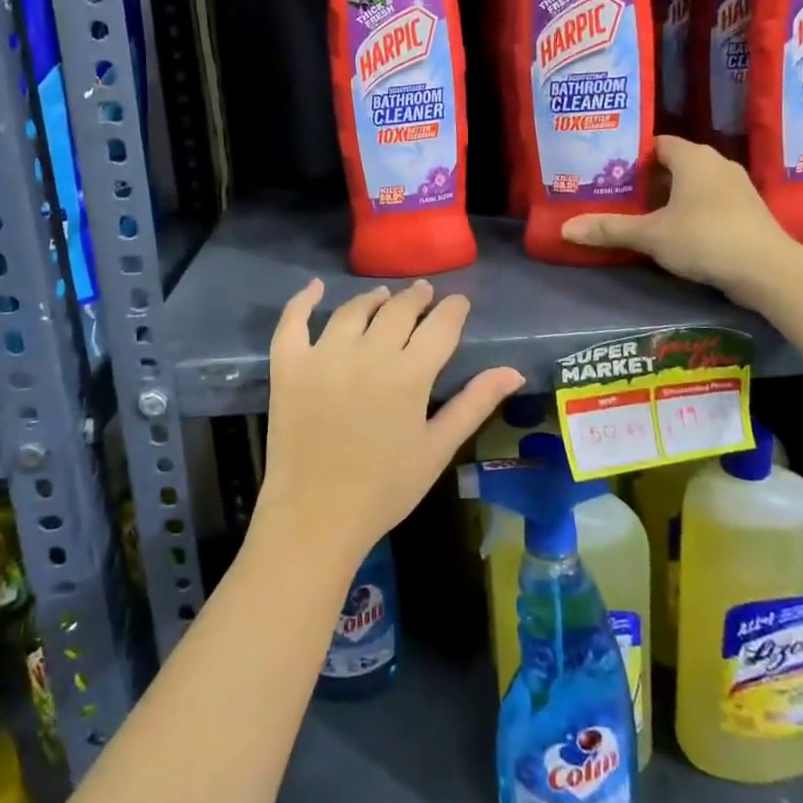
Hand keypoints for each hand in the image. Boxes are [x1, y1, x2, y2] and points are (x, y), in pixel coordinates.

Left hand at [255, 280, 524, 569]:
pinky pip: (293, 321)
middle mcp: (368, 353)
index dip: (453, 309)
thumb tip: (513, 371)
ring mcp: (323, 355)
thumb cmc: (385, 489)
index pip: (440, 326)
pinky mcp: (289, 364)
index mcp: (409, 375)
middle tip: (423, 293)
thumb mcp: (437, 448)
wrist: (316, 515)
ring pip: (352, 310)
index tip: (458, 302)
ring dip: (373, 298)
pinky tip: (315, 287)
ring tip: (382, 296)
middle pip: (397, 310)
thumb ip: (474, 404)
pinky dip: (303, 300)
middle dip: (416, 298)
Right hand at [561, 136, 801, 307]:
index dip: (631, 156)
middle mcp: (716, 163)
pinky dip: (689, 210)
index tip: (608, 170)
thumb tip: (565, 229)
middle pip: (673, 164)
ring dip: (668, 197)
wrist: (768, 270)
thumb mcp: (651, 235)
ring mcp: (736, 187)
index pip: (656, 144)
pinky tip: (673, 231)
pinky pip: (709, 201)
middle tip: (615, 193)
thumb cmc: (705, 238)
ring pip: (692, 184)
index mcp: (692, 157)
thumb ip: (609, 229)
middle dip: (646, 179)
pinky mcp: (747, 211)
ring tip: (638, 213)